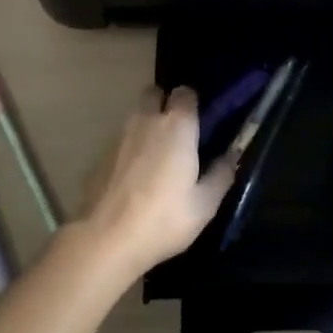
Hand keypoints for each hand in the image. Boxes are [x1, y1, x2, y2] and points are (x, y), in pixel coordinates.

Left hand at [78, 87, 235, 276]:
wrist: (105, 240)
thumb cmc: (163, 219)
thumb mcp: (204, 204)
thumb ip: (221, 174)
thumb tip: (232, 155)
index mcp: (177, 126)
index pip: (186, 92)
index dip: (193, 103)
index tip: (199, 122)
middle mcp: (147, 120)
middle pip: (154, 93)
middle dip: (164, 103)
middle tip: (176, 132)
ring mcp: (119, 136)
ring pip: (136, 116)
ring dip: (146, 125)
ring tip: (156, 157)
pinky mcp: (100, 155)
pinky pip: (121, 140)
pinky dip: (129, 149)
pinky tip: (134, 177)